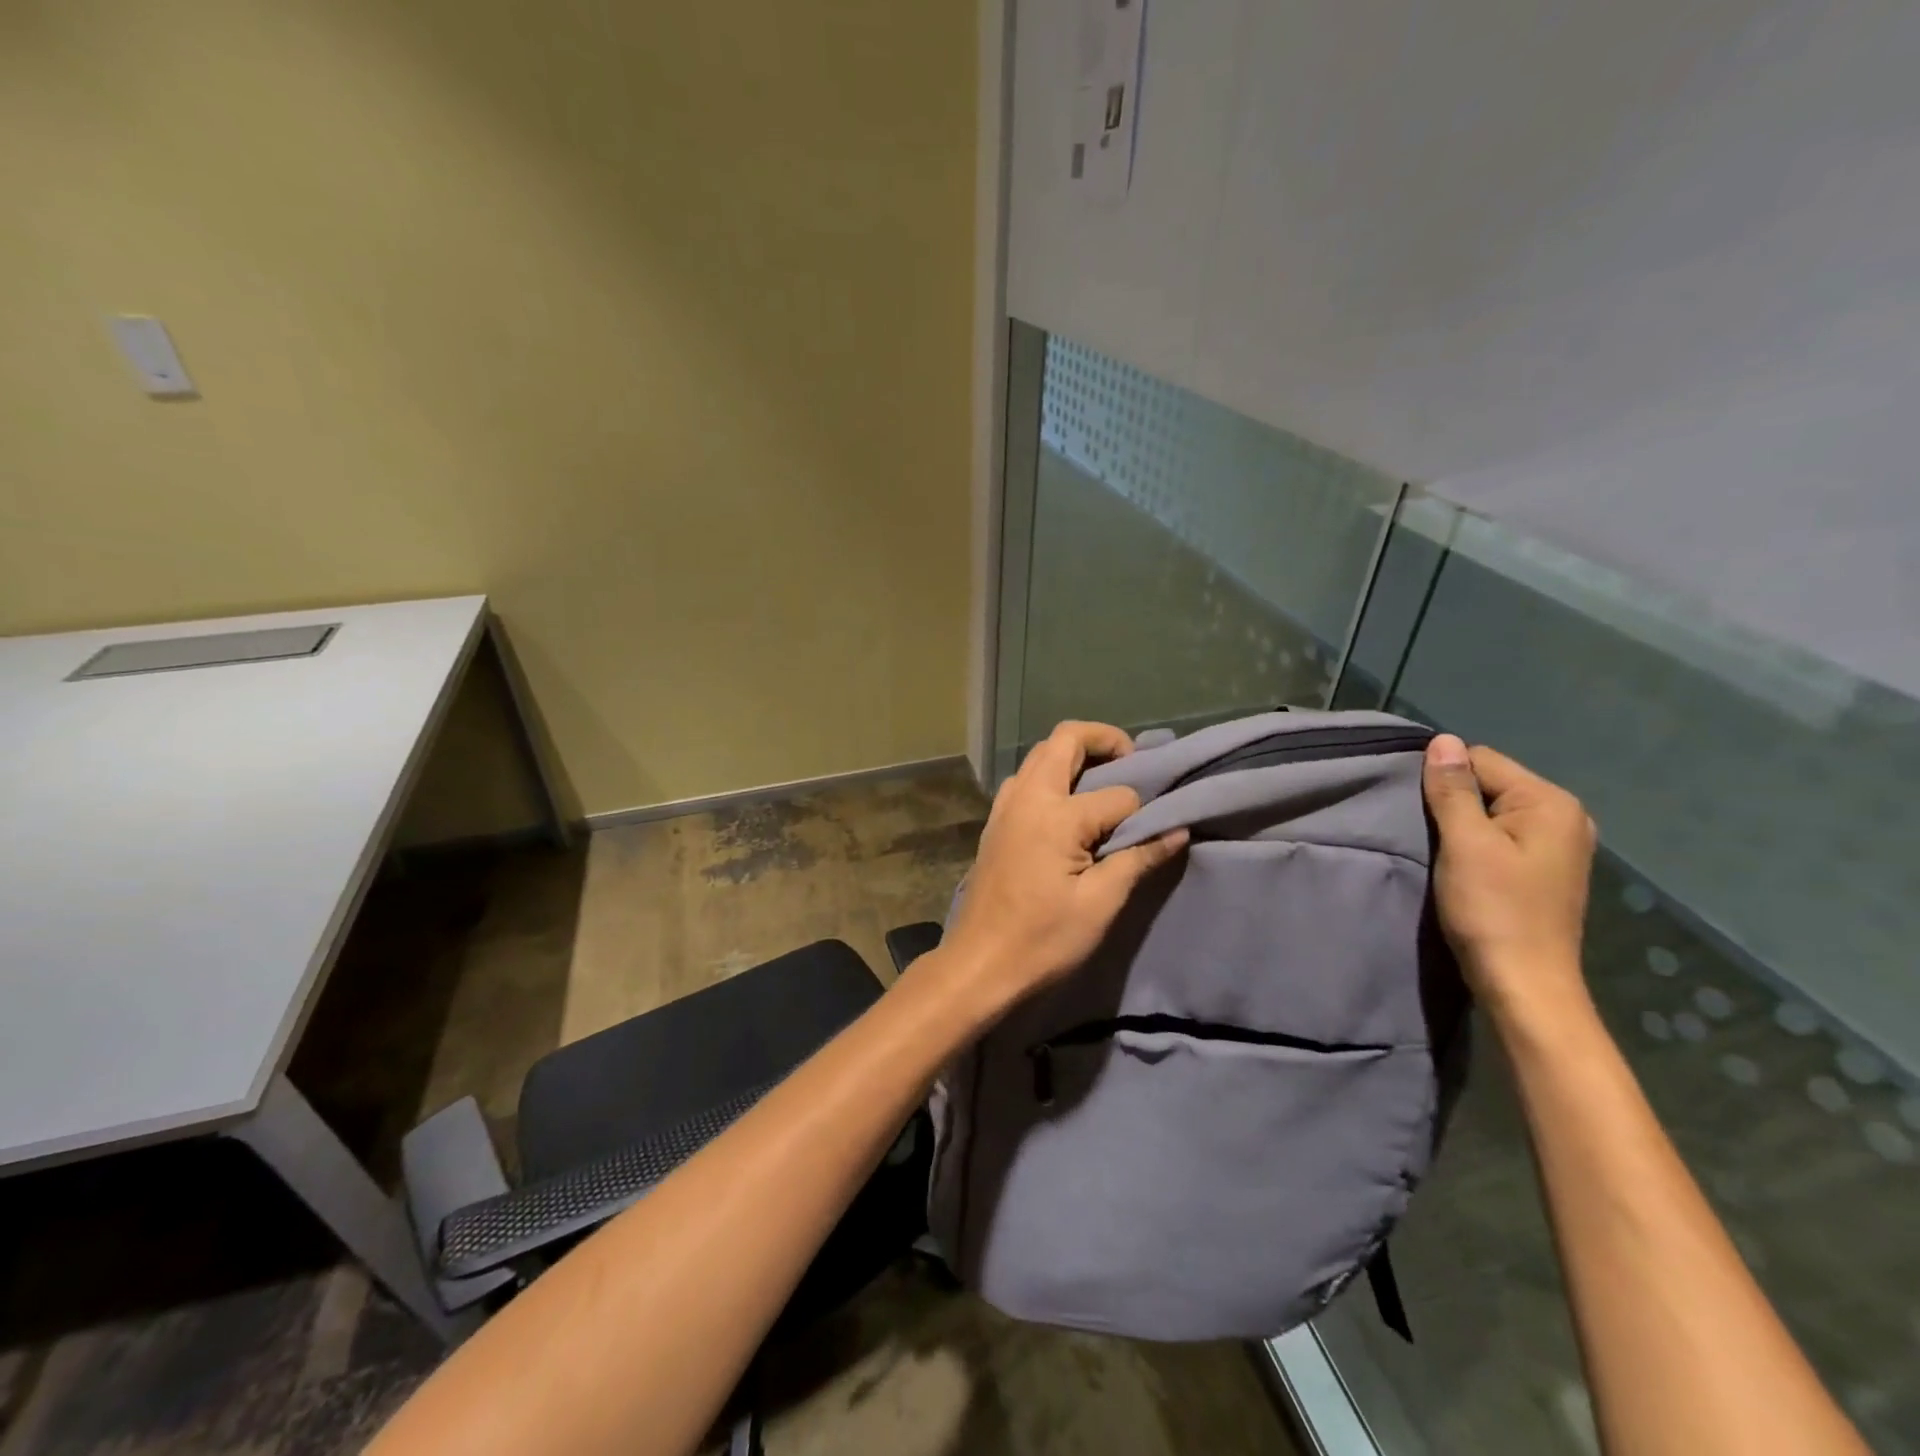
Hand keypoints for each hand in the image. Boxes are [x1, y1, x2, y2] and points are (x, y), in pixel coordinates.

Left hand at [934, 721, 1188, 1015]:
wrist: (979, 964)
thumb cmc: (1043, 939)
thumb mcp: (1100, 904)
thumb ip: (1138, 859)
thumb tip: (1178, 831)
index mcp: (1056, 815)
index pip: (1117, 794)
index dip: (1142, 811)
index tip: (1154, 832)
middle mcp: (1027, 796)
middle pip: (1066, 738)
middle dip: (1104, 739)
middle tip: (1132, 763)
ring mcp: (1006, 806)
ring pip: (1041, 754)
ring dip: (1073, 755)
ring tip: (1103, 783)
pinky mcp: (995, 821)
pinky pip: (1026, 778)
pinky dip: (1052, 775)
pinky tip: (1068, 808)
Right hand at [1422, 735, 1596, 1025]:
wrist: (1523, 983)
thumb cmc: (1493, 909)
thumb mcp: (1465, 844)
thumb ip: (1452, 789)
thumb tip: (1442, 740)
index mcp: (1550, 802)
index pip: (1481, 760)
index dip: (1443, 780)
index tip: (1420, 812)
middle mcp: (1564, 816)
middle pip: (1489, 783)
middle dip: (1454, 802)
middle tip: (1432, 836)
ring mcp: (1559, 844)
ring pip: (1492, 811)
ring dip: (1463, 825)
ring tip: (1445, 852)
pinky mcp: (1545, 868)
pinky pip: (1502, 835)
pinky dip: (1477, 843)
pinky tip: (1466, 867)